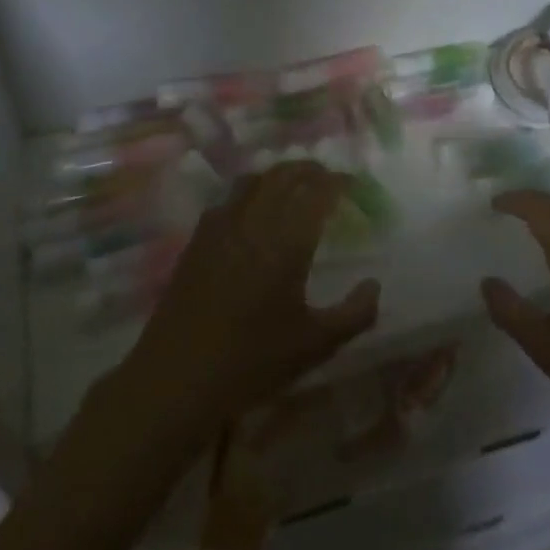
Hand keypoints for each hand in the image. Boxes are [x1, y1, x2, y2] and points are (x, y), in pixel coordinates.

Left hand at [124, 161, 380, 431]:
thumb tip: (374, 285)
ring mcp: (220, 229)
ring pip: (252, 181)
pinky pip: (227, 200)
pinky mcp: (196, 242)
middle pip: (283, 176)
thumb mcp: (315, 345)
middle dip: (309, 170)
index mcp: (285, 242)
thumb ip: (354, 314)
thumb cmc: (251, 362)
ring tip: (293, 188)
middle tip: (328, 179)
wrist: (176, 380)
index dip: (337, 181)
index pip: (316, 192)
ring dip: (277, 176)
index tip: (352, 184)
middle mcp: (253, 223)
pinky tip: (252, 214)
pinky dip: (248, 193)